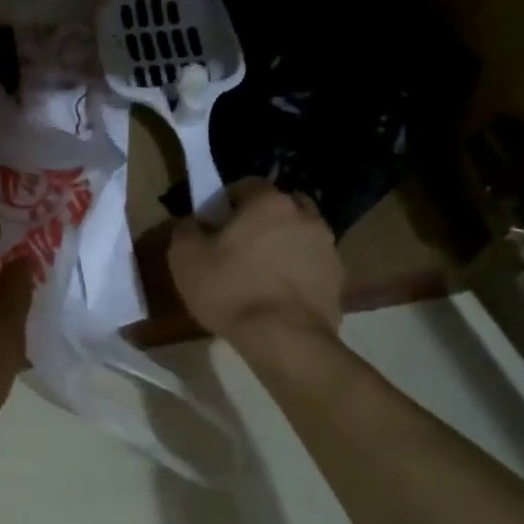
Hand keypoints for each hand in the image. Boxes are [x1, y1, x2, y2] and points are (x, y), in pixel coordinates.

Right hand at [168, 179, 342, 341]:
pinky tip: (278, 294)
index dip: (227, 200)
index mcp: (269, 203)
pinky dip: (297, 271)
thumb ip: (185, 230)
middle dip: (261, 219)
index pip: (247, 184)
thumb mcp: (185, 258)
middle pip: (280, 206)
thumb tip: (192, 222)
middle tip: (239, 244)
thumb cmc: (230, 290)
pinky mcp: (338, 279)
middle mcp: (304, 216)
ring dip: (283, 244)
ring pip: (299, 234)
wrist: (284, 338)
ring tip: (261, 273)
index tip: (214, 223)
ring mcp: (327, 247)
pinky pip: (312, 264)